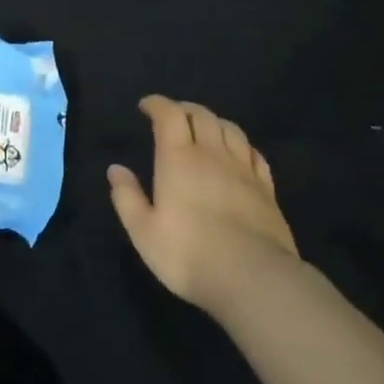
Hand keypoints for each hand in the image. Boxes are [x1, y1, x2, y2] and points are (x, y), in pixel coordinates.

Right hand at [108, 96, 297, 316]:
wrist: (253, 279)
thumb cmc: (188, 254)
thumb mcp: (143, 231)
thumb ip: (127, 197)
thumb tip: (116, 169)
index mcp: (178, 158)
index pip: (169, 114)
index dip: (157, 104)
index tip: (145, 106)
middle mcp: (212, 154)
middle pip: (202, 115)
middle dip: (184, 109)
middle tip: (172, 115)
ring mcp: (244, 170)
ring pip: (230, 130)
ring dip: (214, 122)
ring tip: (204, 129)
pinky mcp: (267, 189)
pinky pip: (255, 154)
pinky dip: (241, 145)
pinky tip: (238, 153)